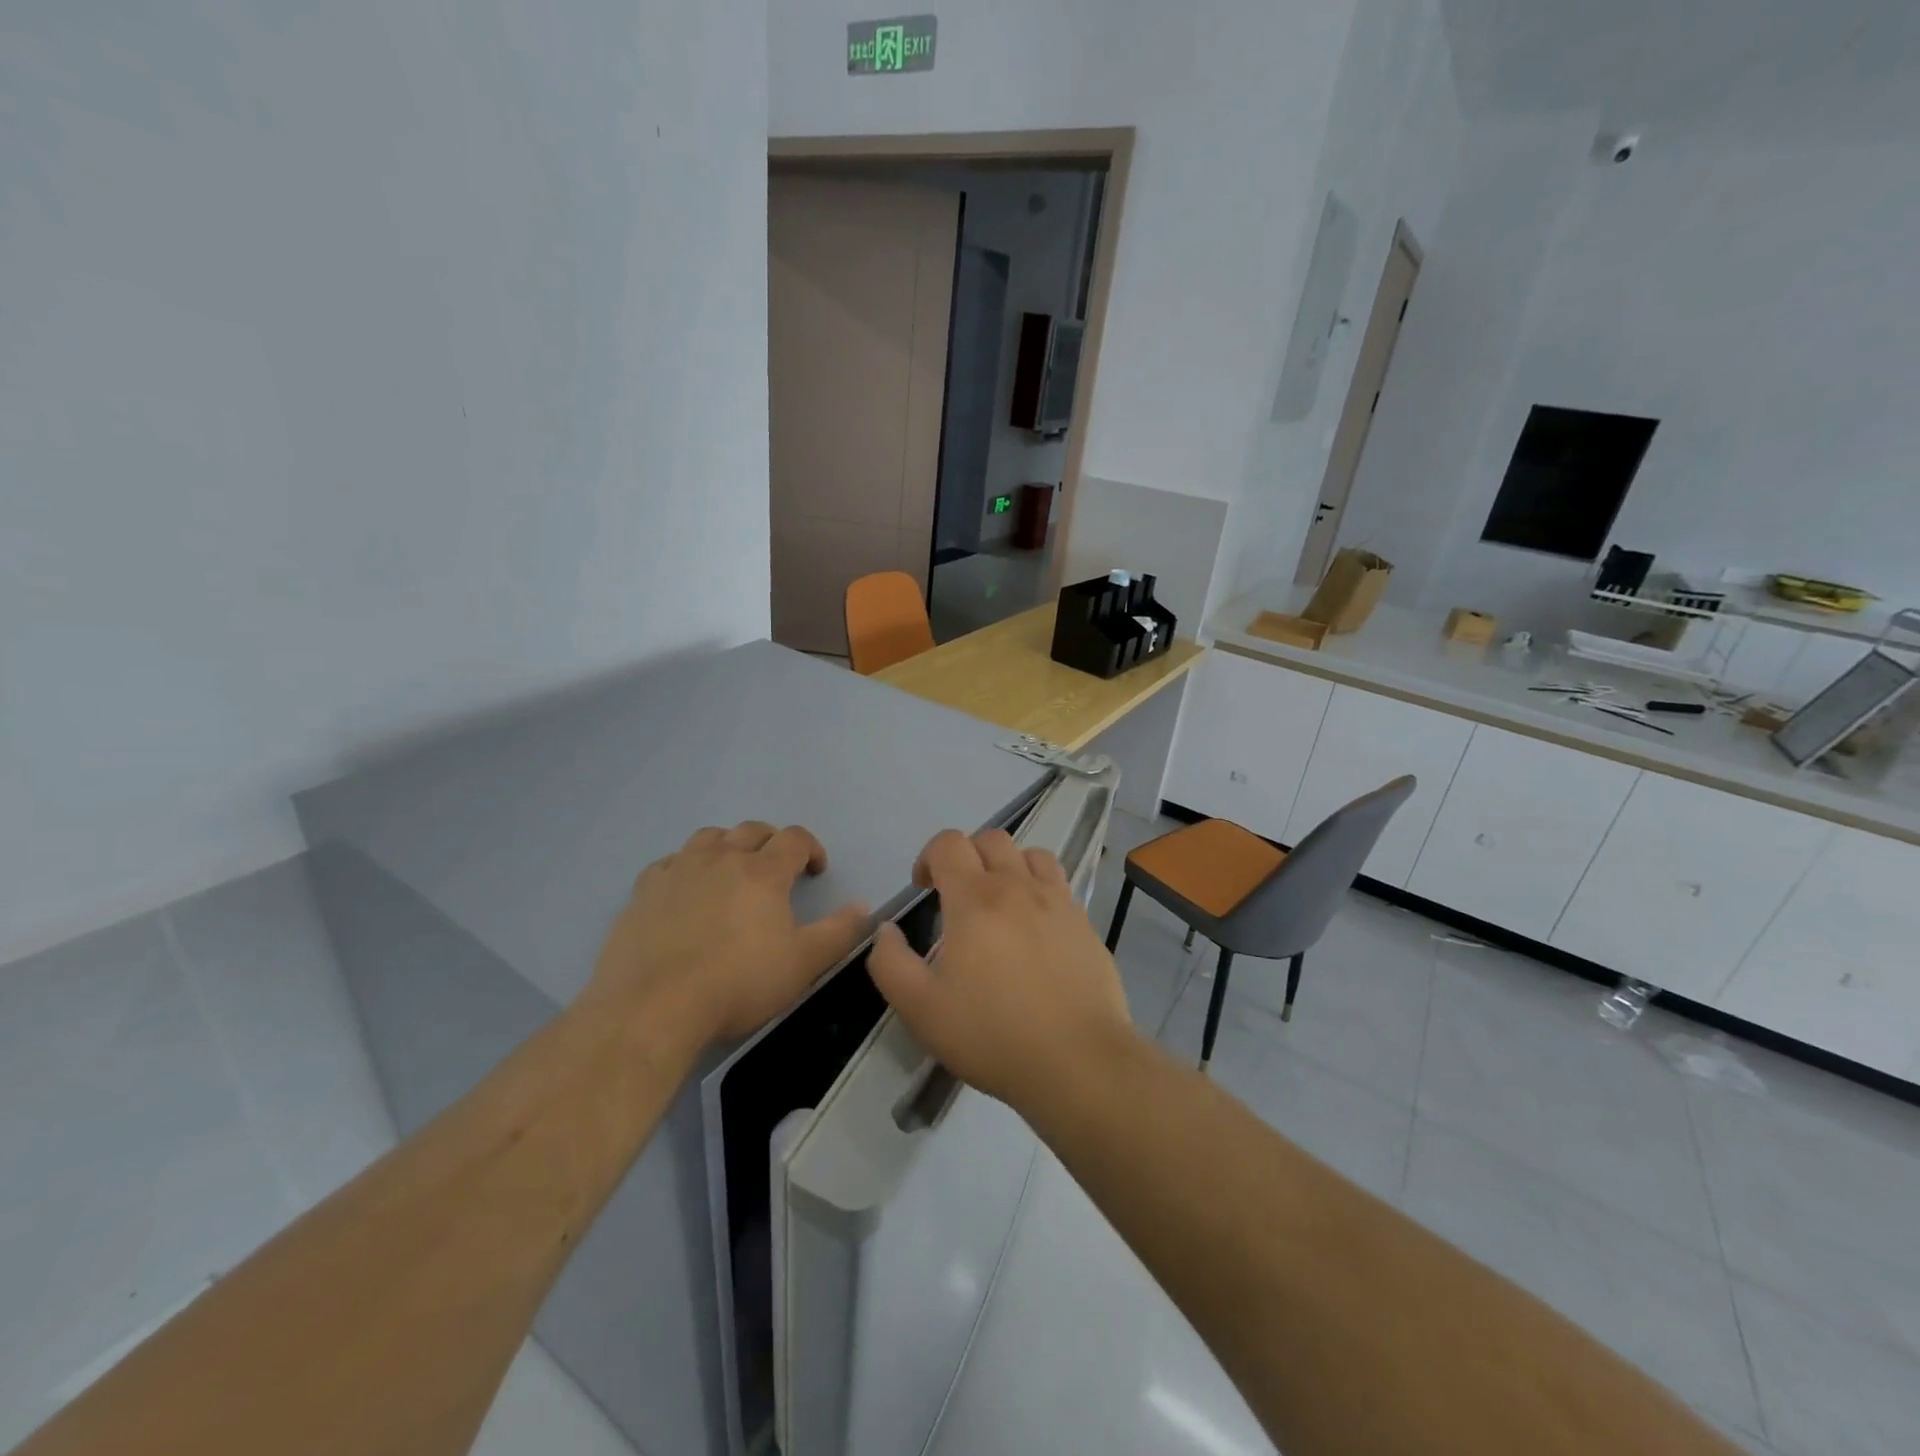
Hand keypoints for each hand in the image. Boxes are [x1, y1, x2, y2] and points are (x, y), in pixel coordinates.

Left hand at [586, 822, 868, 1045]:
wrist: (654, 1007)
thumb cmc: (738, 984)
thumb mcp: (803, 964)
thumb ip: (839, 932)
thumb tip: (863, 906)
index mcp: (763, 872)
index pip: (794, 839)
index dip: (811, 849)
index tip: (816, 871)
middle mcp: (721, 858)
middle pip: (752, 830)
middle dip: (772, 842)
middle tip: (778, 868)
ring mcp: (679, 871)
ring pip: (709, 837)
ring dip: (728, 845)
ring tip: (732, 870)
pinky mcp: (644, 891)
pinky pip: (670, 862)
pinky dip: (686, 866)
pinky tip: (686, 890)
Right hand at [867, 828, 1137, 1114]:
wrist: (1077, 1061)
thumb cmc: (992, 1034)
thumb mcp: (920, 1008)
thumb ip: (890, 963)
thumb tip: (886, 930)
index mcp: (975, 899)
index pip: (948, 843)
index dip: (928, 857)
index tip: (923, 889)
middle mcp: (1018, 886)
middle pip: (991, 839)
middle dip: (967, 855)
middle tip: (958, 895)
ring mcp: (1058, 902)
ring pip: (1031, 854)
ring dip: (1009, 865)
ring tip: (1000, 902)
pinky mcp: (1085, 924)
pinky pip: (1060, 885)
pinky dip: (1040, 890)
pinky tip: (1035, 929)